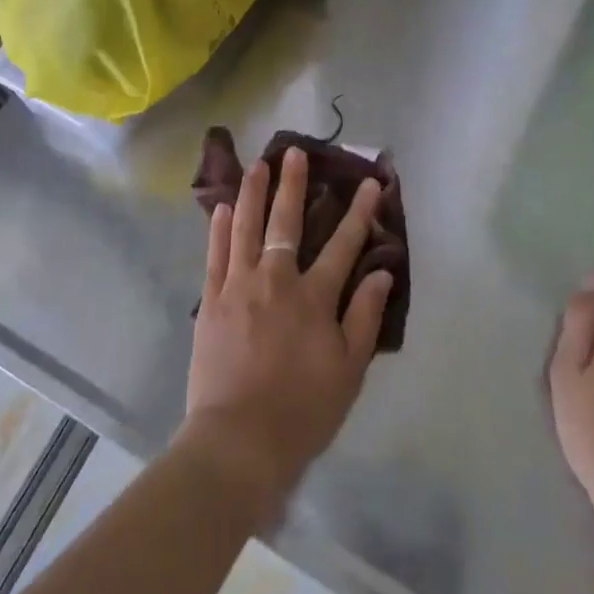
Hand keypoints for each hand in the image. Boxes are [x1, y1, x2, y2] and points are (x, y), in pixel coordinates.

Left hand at [180, 147, 391, 519]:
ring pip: (247, 228)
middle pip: (287, 223)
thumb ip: (364, 316)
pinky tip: (224, 208)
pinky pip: (216, 255)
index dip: (359, 212)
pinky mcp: (211, 300)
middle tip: (295, 152)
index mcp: (313, 297)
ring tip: (258, 164)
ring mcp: (238, 286)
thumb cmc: (302, 410)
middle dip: (294, 185)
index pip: (343, 244)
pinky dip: (220, 229)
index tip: (369, 183)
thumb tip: (382, 271)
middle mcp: (276, 280)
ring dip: (254, 193)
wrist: (239, 441)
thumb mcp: (348, 370)